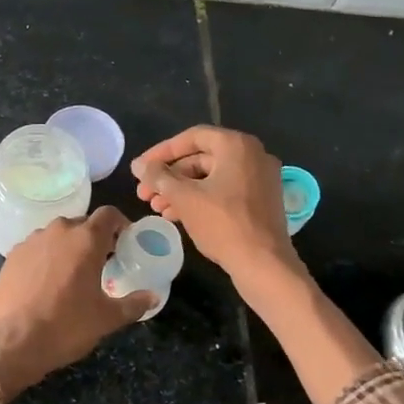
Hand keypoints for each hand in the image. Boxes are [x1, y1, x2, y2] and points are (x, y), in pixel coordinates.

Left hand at [0, 207, 154, 400]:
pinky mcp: (12, 254)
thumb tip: (153, 297)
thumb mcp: (106, 319)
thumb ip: (134, 304)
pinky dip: (47, 256)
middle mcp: (59, 231)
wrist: (11, 341)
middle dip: (95, 238)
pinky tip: (47, 281)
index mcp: (86, 240)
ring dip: (70, 246)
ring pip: (58, 234)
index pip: (109, 214)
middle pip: (83, 224)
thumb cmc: (66, 326)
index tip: (126, 241)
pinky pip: (38, 247)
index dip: (121, 224)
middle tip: (103, 262)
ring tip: (74, 273)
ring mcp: (32, 240)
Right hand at [131, 126, 302, 287]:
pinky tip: (176, 215)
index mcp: (236, 145)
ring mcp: (260, 179)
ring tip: (155, 208)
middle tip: (144, 193)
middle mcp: (252, 155)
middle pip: (201, 158)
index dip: (161, 152)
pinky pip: (224, 191)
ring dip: (181, 190)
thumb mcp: (184, 197)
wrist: (264, 265)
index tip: (141, 169)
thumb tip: (139, 165)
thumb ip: (159, 177)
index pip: (191, 137)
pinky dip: (200, 199)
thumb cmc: (223, 224)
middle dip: (169, 177)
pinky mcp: (261, 201)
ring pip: (211, 177)